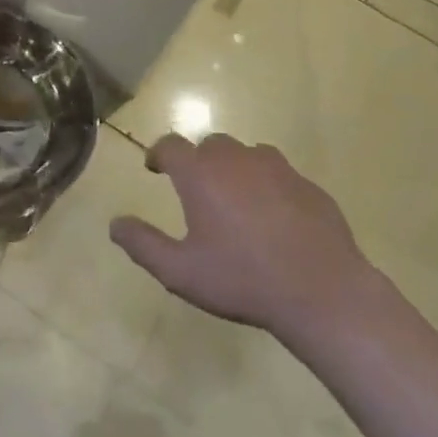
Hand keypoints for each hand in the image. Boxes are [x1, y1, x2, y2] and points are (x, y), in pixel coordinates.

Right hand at [111, 133, 375, 337]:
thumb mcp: (180, 271)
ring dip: (235, 169)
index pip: (170, 145)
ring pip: (248, 154)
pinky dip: (268, 186)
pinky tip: (273, 219)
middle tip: (196, 190)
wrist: (322, 292)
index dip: (158, 153)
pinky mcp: (309, 186)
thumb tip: (114, 224)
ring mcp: (279, 169)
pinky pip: (280, 175)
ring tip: (235, 201)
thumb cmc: (242, 280)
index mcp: (201, 174)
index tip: (154, 168)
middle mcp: (238, 160)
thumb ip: (143, 244)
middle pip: (210, 145)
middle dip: (198, 161)